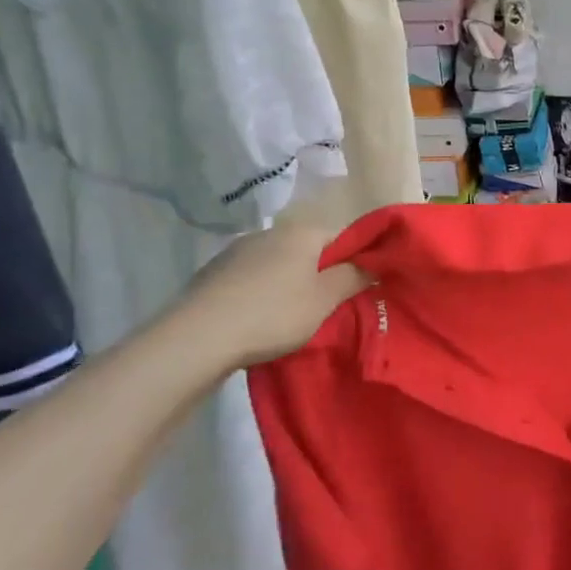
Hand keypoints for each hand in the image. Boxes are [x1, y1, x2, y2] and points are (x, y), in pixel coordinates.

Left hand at [172, 210, 369, 369]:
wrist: (197, 337)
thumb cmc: (273, 314)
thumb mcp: (324, 300)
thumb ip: (353, 277)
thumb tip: (373, 263)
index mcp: (302, 232)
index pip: (343, 237)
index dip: (355, 260)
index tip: (358, 288)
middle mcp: (271, 232)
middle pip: (309, 249)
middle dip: (320, 273)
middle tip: (327, 307)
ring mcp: (238, 250)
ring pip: (279, 263)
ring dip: (289, 283)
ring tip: (290, 317)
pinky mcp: (214, 272)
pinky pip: (251, 277)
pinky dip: (260, 292)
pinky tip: (256, 318)